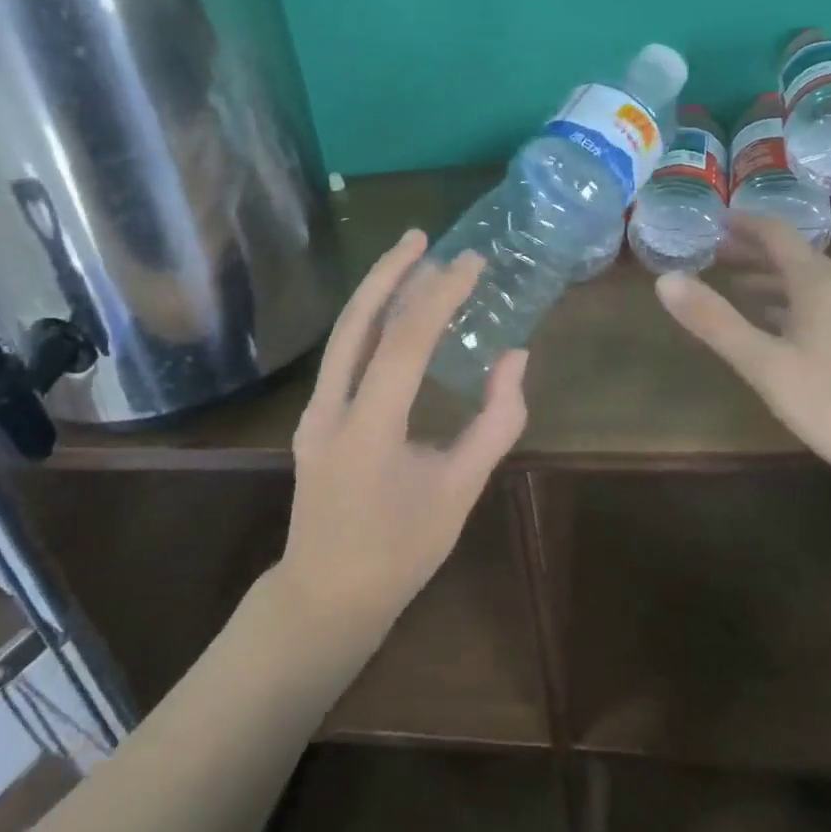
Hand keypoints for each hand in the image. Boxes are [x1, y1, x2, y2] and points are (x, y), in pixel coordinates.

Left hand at [277, 229, 528, 638]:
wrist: (326, 595)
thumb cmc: (401, 552)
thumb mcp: (459, 491)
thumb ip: (495, 422)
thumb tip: (516, 357)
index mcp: (369, 430)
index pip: (405, 342)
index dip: (440, 295)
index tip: (472, 264)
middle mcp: (331, 409)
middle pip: (356, 321)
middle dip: (390, 272)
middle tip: (423, 236)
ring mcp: (314, 412)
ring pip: (343, 333)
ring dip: (376, 290)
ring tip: (409, 257)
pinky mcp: (314, 417)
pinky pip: (343, 354)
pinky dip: (370, 321)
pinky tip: (394, 311)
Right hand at [654, 212, 830, 504]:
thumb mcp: (766, 365)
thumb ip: (715, 322)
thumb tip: (665, 279)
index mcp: (820, 284)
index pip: (777, 234)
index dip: (743, 224)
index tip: (713, 222)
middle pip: (795, 256)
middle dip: (753, 252)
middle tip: (715, 254)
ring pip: (812, 283)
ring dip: (773, 279)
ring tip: (739, 288)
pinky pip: (827, 305)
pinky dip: (795, 304)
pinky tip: (783, 328)